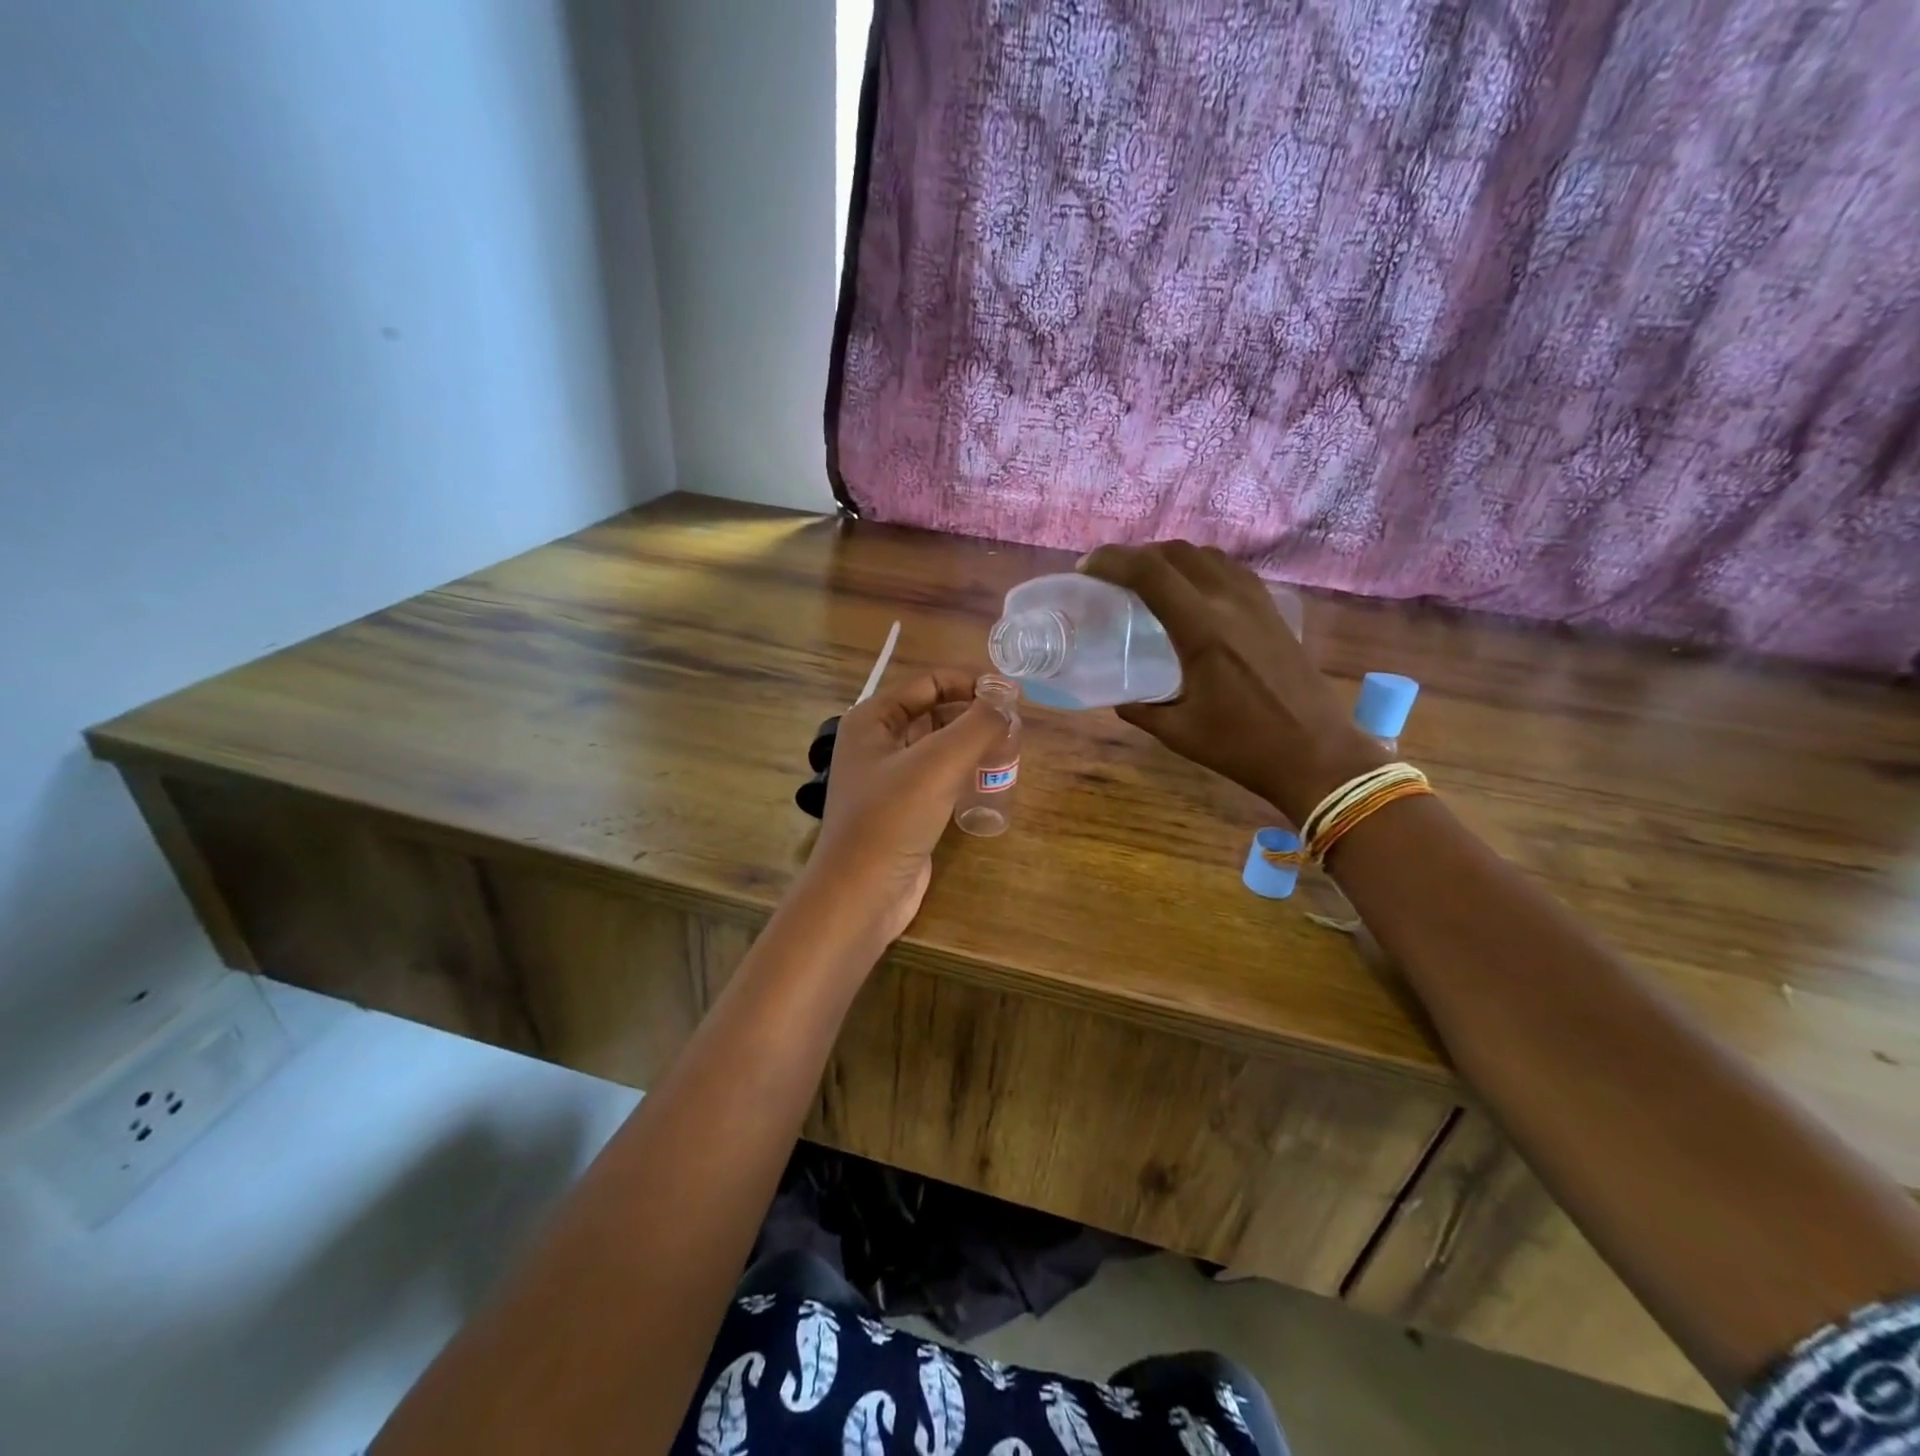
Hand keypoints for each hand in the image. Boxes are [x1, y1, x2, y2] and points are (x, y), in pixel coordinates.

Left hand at [799, 669, 1008, 945]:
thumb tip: (1007, 698)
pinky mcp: (904, 808)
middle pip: (933, 711)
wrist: (862, 894)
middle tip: (1016, 722)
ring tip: (1011, 747)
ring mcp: (889, 777)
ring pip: (938, 746)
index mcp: (872, 719)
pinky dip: (964, 771)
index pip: (928, 682)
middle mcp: (876, 742)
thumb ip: (977, 724)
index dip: (970, 681)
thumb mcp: (938, 763)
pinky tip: (991, 778)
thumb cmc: (892, 819)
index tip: (1012, 693)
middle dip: (973, 712)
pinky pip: (939, 776)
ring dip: (971, 743)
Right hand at [1079, 542, 1383, 823]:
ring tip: (1147, 580)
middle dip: (1136, 555)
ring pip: (1206, 555)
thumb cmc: (1243, 747)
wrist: (1316, 754)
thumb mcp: (1178, 732)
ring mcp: (1257, 603)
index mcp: (1202, 630)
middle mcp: (1230, 603)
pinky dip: (1200, 567)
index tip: (1087, 569)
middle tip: (1111, 576)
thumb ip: (1140, 709)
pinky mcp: (1273, 611)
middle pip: (1176, 553)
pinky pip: (1230, 570)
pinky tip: (1191, 592)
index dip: (1111, 561)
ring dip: (1170, 558)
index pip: (1149, 572)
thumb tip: (1118, 697)